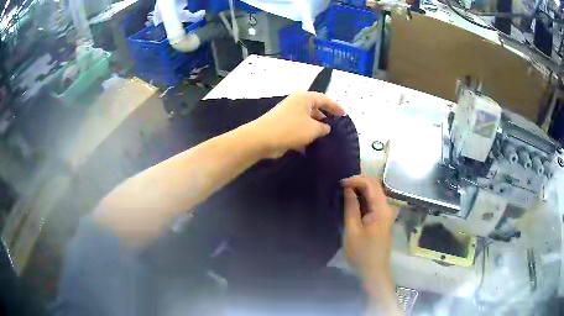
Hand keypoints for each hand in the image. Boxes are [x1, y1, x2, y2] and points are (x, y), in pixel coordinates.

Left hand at [249, 91, 344, 158]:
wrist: (262, 138)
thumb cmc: (290, 129)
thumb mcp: (313, 128)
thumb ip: (323, 127)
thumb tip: (325, 127)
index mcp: (305, 98)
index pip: (324, 99)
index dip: (336, 107)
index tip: (344, 115)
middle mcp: (296, 102)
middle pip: (315, 107)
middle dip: (325, 115)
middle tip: (335, 125)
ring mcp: (288, 113)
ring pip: (306, 118)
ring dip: (315, 126)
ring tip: (325, 135)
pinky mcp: (282, 124)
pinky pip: (298, 126)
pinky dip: (305, 132)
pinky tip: (310, 143)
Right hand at [341, 175, 396, 289]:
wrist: (373, 271)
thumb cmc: (361, 253)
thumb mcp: (352, 229)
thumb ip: (351, 206)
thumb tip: (348, 188)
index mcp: (382, 209)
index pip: (371, 183)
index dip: (355, 179)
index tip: (340, 184)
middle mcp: (387, 207)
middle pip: (374, 186)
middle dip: (358, 182)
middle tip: (340, 187)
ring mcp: (385, 213)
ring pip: (374, 193)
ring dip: (359, 189)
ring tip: (343, 192)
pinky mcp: (381, 218)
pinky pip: (373, 202)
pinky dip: (362, 198)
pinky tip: (351, 201)